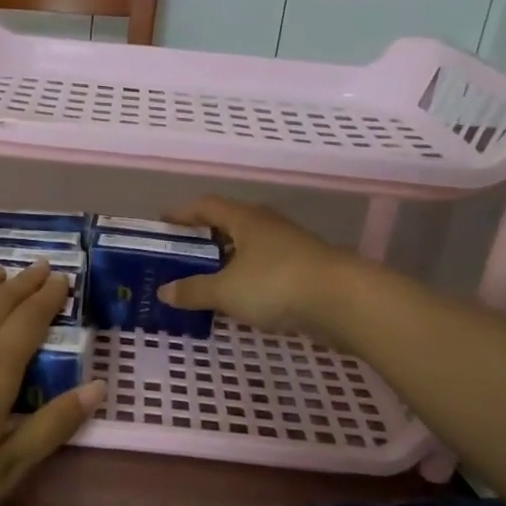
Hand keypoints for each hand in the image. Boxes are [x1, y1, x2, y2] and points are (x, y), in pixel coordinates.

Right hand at [157, 196, 353, 335]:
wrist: (342, 300)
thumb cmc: (275, 283)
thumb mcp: (226, 290)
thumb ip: (194, 290)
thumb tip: (164, 292)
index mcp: (245, 219)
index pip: (206, 205)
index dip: (182, 213)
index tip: (162, 224)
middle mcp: (267, 226)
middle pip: (228, 225)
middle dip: (204, 240)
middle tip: (181, 257)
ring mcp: (289, 247)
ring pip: (249, 249)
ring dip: (227, 262)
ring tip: (205, 282)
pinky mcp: (304, 271)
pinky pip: (265, 270)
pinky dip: (247, 280)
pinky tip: (239, 300)